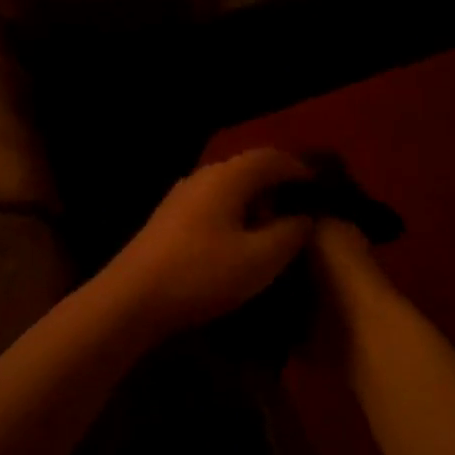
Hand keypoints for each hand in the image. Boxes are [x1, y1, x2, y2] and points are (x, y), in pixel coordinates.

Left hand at [96, 149, 316, 339]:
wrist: (132, 297)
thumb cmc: (202, 273)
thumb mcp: (260, 259)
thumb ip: (290, 233)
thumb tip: (305, 217)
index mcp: (228, 177)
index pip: (272, 157)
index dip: (300, 169)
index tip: (322, 189)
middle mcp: (203, 176)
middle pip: (249, 168)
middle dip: (278, 184)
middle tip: (304, 209)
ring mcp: (182, 196)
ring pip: (229, 187)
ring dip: (256, 201)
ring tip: (277, 227)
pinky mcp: (169, 218)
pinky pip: (213, 203)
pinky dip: (235, 213)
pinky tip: (241, 240)